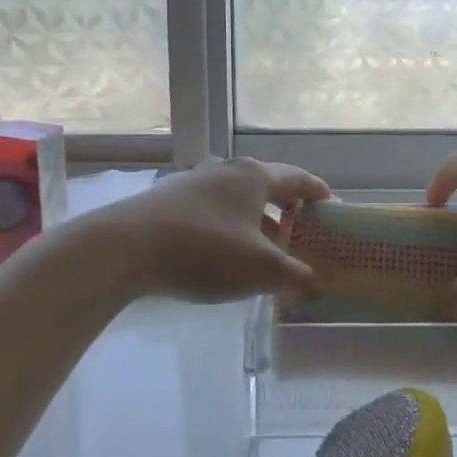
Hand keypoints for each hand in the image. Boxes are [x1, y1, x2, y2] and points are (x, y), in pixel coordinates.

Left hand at [98, 157, 329, 303]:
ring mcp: (193, 182)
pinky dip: (227, 228)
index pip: (298, 178)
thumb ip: (295, 278)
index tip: (333, 206)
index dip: (318, 192)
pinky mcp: (166, 201)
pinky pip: (211, 211)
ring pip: (236, 200)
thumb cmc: (205, 250)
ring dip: (255, 222)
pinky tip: (222, 255)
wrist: (123, 248)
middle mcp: (226, 170)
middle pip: (266, 186)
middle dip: (287, 210)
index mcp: (254, 176)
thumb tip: (316, 286)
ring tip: (264, 250)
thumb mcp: (261, 270)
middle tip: (301, 232)